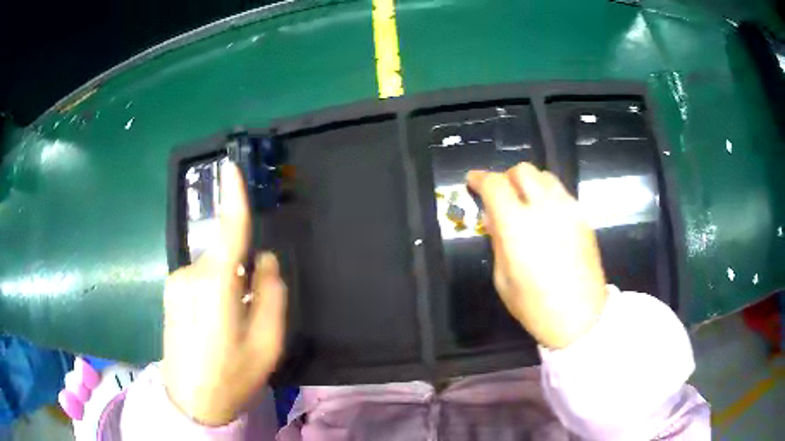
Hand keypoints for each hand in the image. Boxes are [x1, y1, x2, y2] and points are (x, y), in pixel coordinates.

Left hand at [162, 162, 286, 425]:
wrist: (191, 401)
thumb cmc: (232, 375)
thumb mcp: (267, 343)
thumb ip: (272, 295)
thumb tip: (266, 260)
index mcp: (217, 287)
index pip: (229, 231)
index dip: (233, 197)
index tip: (232, 166)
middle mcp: (191, 275)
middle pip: (226, 256)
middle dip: (242, 272)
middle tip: (251, 312)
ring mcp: (176, 282)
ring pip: (213, 268)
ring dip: (228, 285)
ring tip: (229, 326)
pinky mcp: (170, 291)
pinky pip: (199, 279)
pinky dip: (212, 291)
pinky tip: (212, 325)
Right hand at [466, 163, 606, 348]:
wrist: (581, 318)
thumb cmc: (536, 306)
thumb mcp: (503, 278)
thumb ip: (497, 241)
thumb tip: (492, 216)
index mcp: (518, 227)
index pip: (495, 185)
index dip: (480, 179)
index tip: (472, 181)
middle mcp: (545, 209)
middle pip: (522, 171)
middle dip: (506, 178)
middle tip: (500, 196)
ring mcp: (568, 210)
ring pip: (545, 176)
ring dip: (528, 183)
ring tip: (524, 204)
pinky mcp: (583, 217)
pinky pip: (561, 193)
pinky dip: (547, 195)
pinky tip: (545, 217)